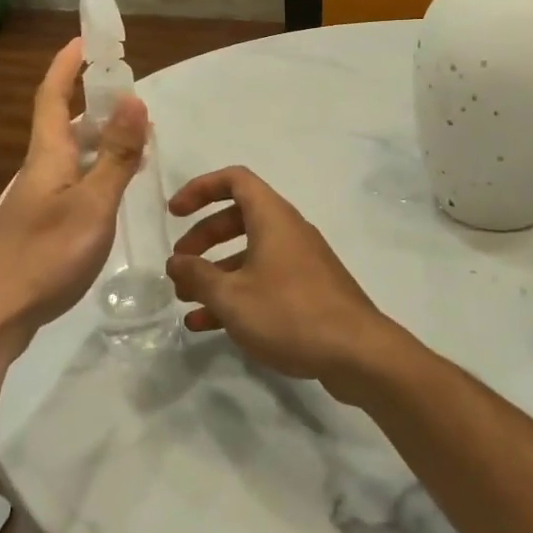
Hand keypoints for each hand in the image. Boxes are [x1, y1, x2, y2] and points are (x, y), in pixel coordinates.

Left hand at [0, 38, 148, 357]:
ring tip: (137, 143)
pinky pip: (74, 182)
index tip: (84, 39)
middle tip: (133, 101)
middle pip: (65, 124)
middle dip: (95, 104)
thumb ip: (117, 156)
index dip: (67, 65)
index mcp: (47, 155)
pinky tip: (114, 190)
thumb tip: (135, 99)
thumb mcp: (93, 204)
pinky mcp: (40, 226)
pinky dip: (98, 172)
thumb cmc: (45, 255)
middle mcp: (39, 170)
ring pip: (72, 156)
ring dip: (102, 141)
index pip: (53, 95)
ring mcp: (38, 200)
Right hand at [166, 166, 399, 400]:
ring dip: (216, 272)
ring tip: (186, 300)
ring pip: (250, 253)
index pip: (235, 180)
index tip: (174, 213)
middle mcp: (288, 231)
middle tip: (179, 265)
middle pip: (238, 218)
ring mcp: (300, 262)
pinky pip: (264, 280)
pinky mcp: (308, 291)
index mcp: (272, 217)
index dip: (200, 189)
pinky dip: (237, 294)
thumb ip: (198, 275)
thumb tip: (176, 261)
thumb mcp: (232, 296)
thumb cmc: (289, 313)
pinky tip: (208, 325)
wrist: (357, 353)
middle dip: (203, 239)